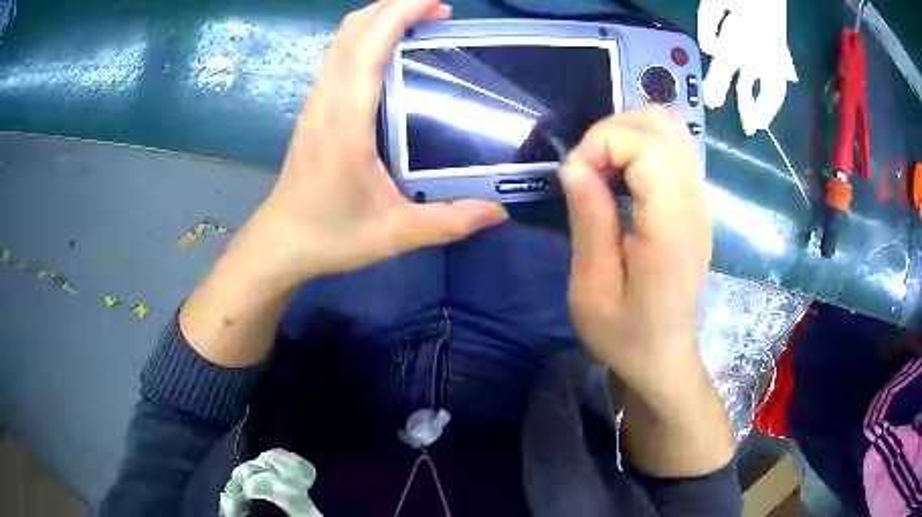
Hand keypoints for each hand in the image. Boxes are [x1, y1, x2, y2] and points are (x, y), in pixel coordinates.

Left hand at [179, 0, 506, 367]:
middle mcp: (326, 99)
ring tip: (420, 24)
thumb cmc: (331, 235)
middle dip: (394, 7)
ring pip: (342, 39)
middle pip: (352, 30)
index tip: (440, 6)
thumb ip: (448, 222)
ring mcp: (315, 100)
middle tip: (440, 13)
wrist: (282, 242)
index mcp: (345, 120)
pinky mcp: (314, 107)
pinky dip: (365, 37)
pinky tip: (391, 51)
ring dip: (379, 19)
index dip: (401, 14)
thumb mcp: (394, 234)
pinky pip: (338, 55)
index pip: (367, 46)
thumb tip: (499, 210)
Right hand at [560, 106, 711, 406]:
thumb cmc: (624, 334)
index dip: (603, 142)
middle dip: (613, 131)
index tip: (575, 176)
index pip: (648, 143)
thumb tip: (575, 165)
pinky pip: (674, 148)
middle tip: (587, 169)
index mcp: (671, 226)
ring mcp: (700, 200)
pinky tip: (623, 176)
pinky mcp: (696, 203)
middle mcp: (694, 203)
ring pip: (672, 128)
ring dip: (628, 134)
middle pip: (663, 123)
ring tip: (603, 169)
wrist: (664, 356)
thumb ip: (589, 220)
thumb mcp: (592, 289)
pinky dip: (642, 145)